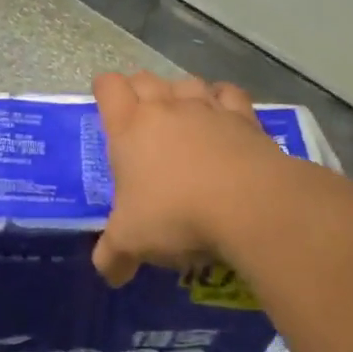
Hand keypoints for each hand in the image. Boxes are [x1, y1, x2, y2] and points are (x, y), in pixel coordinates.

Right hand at [91, 71, 287, 285]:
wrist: (248, 205)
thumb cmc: (176, 215)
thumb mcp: (132, 241)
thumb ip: (113, 255)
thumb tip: (108, 273)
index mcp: (129, 127)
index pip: (108, 86)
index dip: (104, 91)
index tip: (106, 108)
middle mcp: (166, 108)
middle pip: (145, 77)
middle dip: (138, 92)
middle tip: (139, 121)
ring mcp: (207, 108)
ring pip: (186, 82)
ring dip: (180, 94)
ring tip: (181, 118)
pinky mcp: (244, 117)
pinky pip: (228, 93)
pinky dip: (222, 100)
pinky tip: (223, 117)